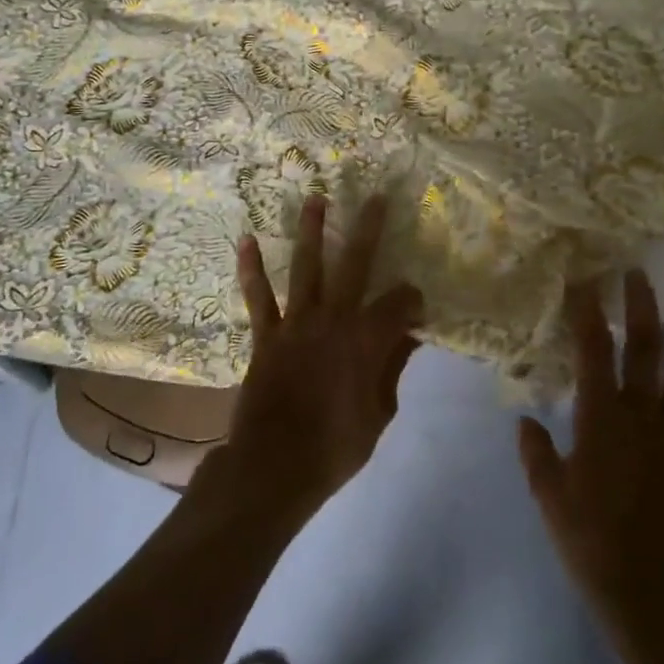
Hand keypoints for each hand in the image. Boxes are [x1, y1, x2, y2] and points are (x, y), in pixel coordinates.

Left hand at [222, 194, 423, 517]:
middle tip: (376, 198)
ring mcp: (297, 322)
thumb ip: (391, 369)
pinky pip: (258, 296)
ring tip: (315, 198)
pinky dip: (251, 268)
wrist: (275, 465)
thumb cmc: (335, 447)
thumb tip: (408, 337)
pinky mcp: (266, 334)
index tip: (417, 305)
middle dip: (368, 229)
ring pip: (306, 267)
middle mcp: (334, 319)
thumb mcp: (379, 414)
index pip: (400, 303)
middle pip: (355, 264)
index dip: (412, 299)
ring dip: (311, 231)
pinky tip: (246, 240)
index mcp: (367, 340)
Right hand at [519, 270, 663, 647]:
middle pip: (646, 350)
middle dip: (642, 308)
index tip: (585, 283)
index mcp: (601, 419)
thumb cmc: (591, 542)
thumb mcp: (548, 496)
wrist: (650, 594)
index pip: (594, 352)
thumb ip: (535, 452)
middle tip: (639, 276)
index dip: (588, 314)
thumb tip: (525, 421)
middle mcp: (643, 416)